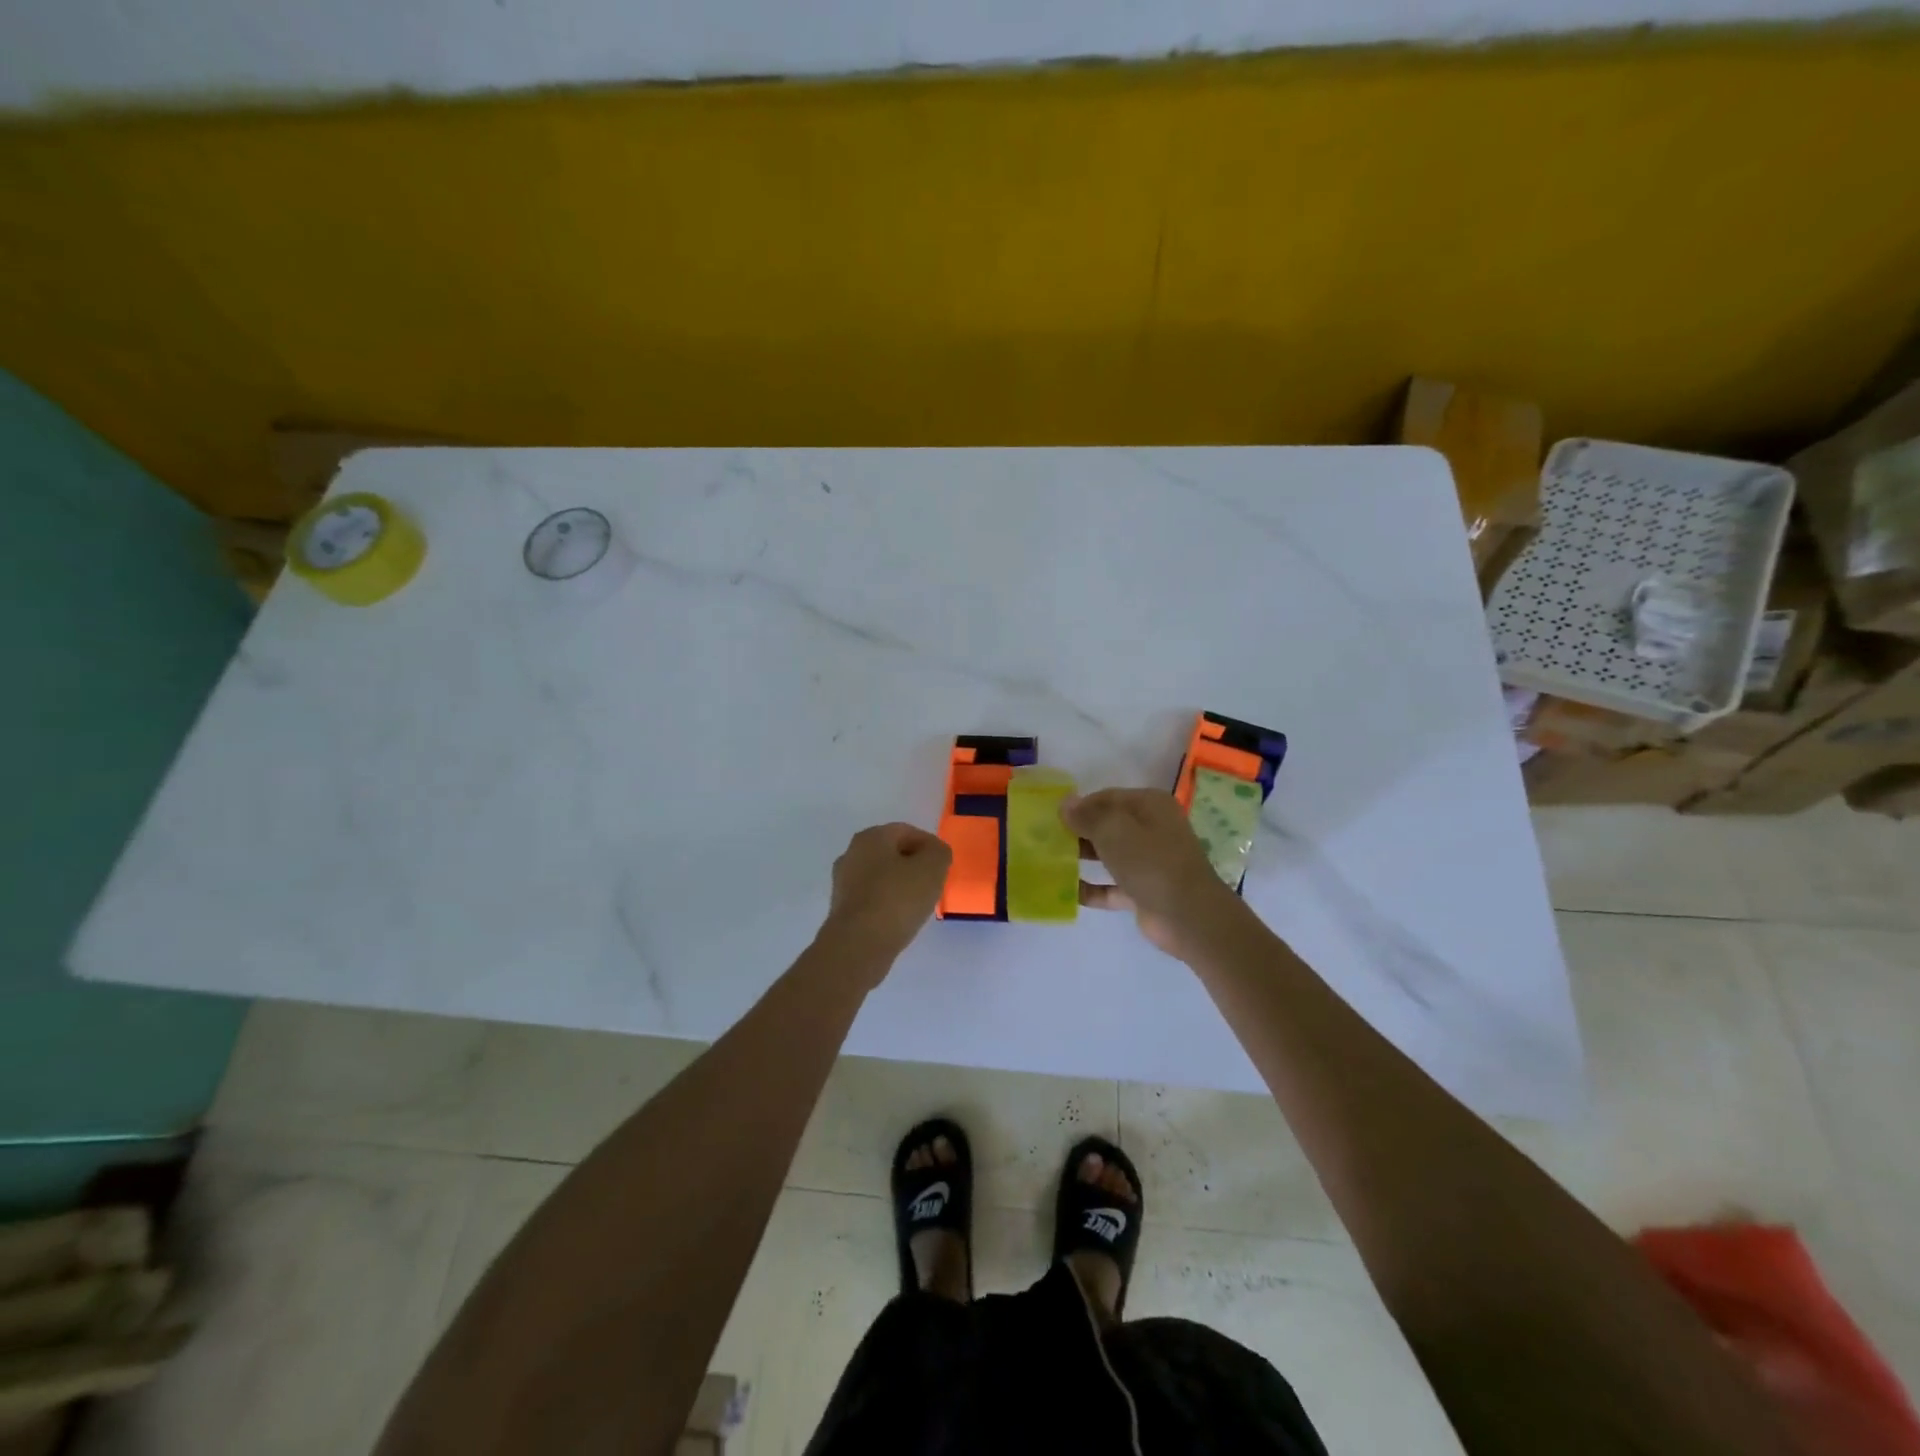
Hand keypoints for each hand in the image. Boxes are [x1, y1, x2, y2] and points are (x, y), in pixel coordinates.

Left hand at [821, 822, 952, 968]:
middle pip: (892, 854)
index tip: (944, 866)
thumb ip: (939, 852)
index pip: (907, 831)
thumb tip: (934, 853)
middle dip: (914, 866)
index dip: (930, 846)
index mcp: (871, 837)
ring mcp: (843, 883)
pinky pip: (872, 899)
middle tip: (934, 883)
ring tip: (919, 904)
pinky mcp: (842, 910)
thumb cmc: (898, 898)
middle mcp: (851, 854)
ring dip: (900, 886)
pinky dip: (887, 904)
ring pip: (881, 877)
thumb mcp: (933, 867)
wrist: (859, 945)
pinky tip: (900, 919)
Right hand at [1062, 789, 1247, 957]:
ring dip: (1082, 858)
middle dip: (1078, 831)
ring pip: (1108, 854)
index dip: (1079, 805)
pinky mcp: (1143, 891)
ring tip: (1048, 862)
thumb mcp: (1114, 830)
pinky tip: (1065, 892)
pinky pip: (1111, 886)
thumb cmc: (1151, 861)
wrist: (1188, 916)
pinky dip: (1092, 888)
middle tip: (1045, 839)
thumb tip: (1066, 803)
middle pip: (1107, 825)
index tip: (1051, 817)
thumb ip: (1087, 815)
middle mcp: (1152, 829)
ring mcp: (1149, 862)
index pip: (1107, 797)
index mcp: (1150, 805)